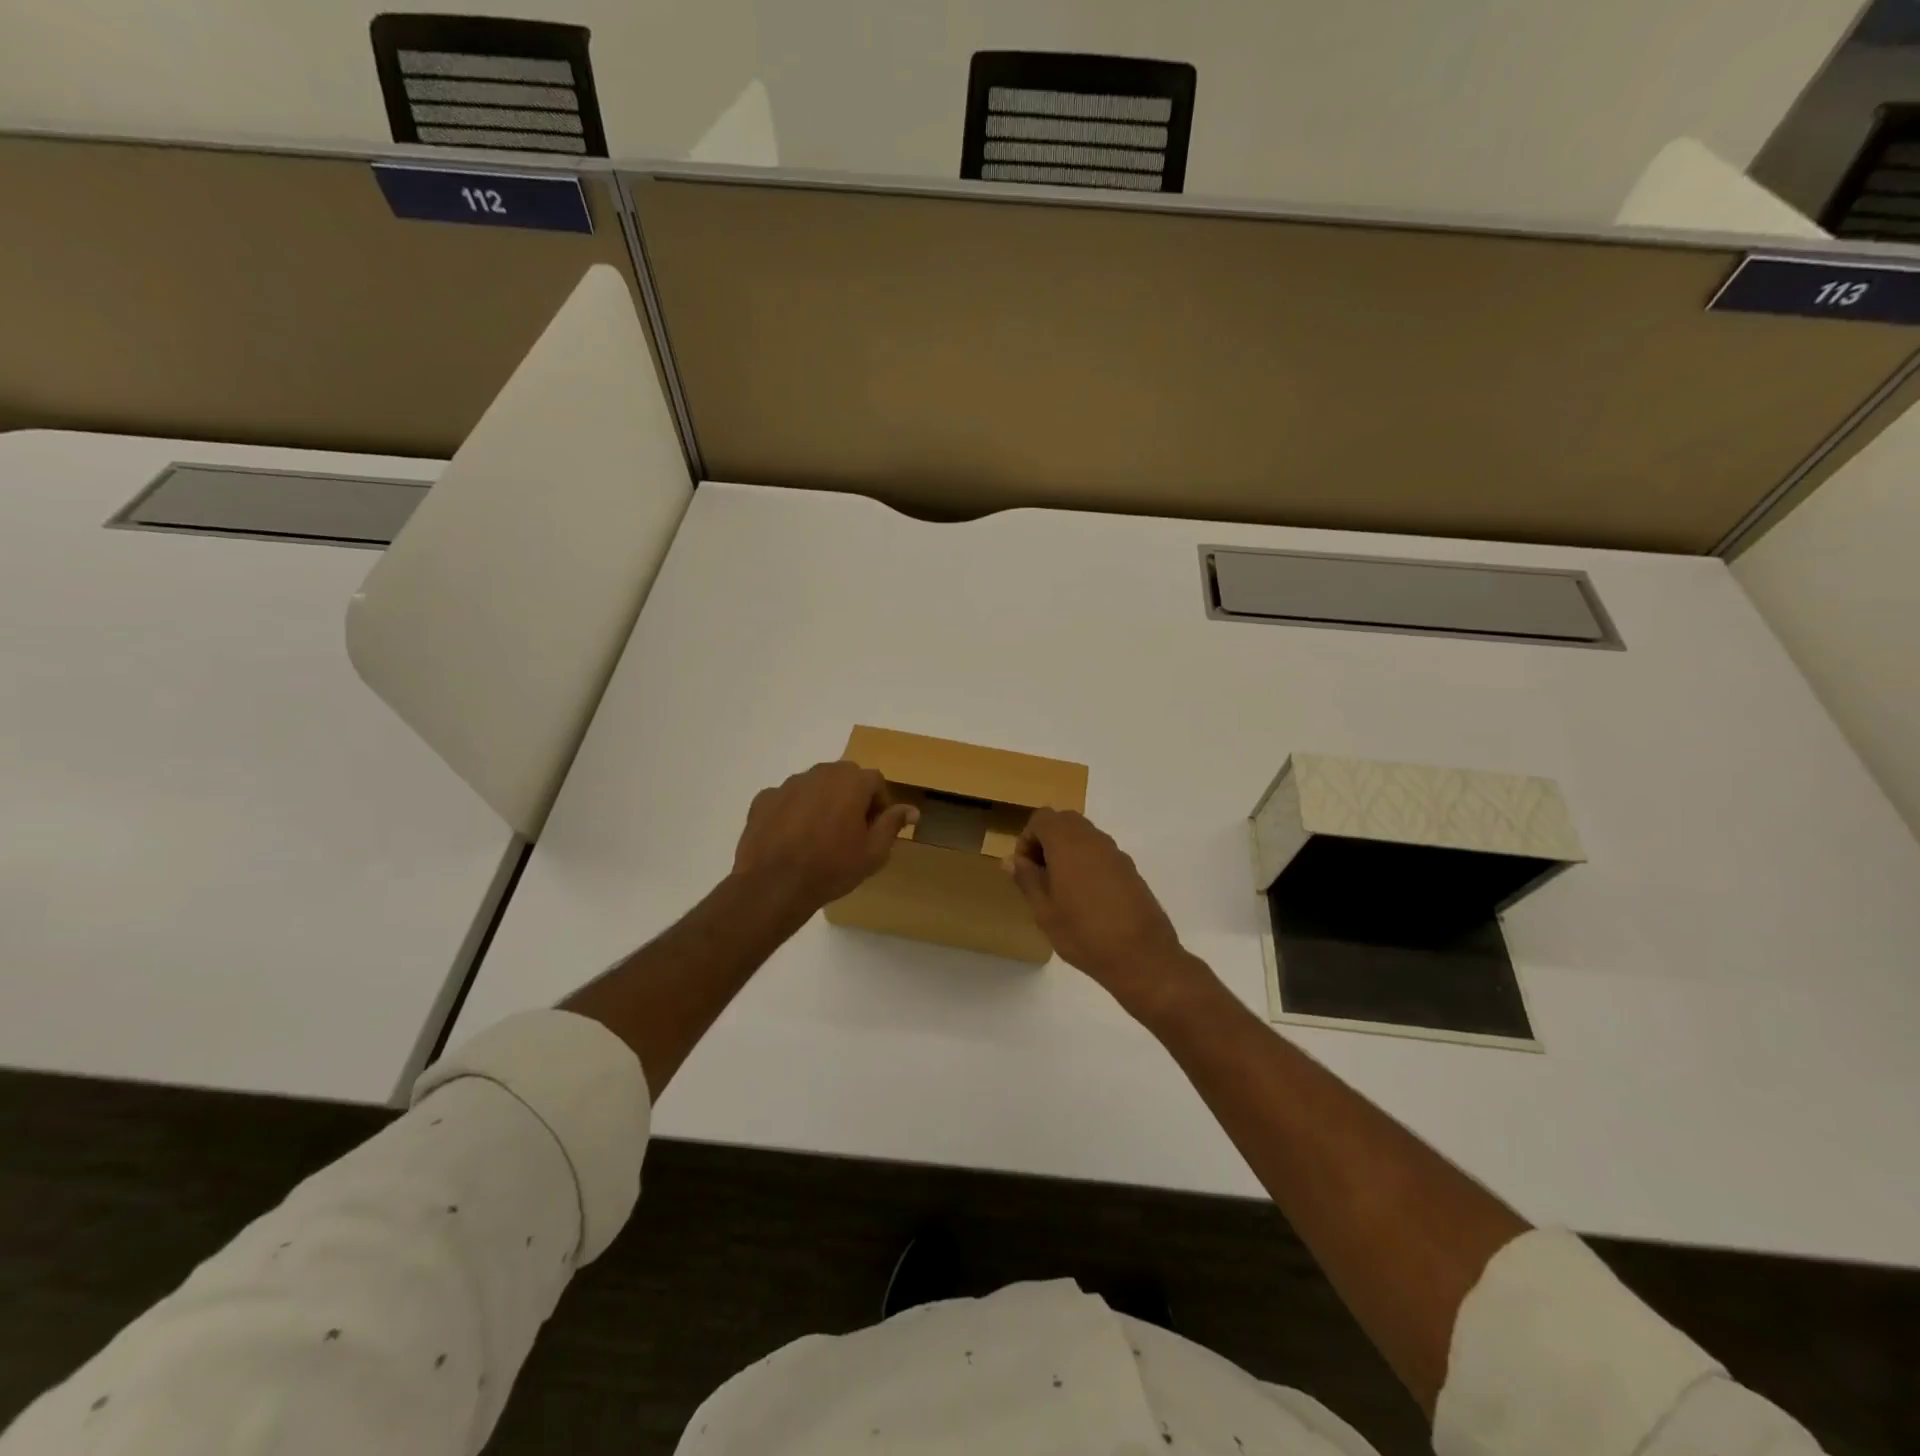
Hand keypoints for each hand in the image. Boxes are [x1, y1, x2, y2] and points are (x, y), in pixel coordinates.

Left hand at [733, 761, 917, 915]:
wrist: (774, 884)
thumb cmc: (832, 868)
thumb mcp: (874, 852)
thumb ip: (893, 824)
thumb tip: (911, 809)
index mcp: (851, 781)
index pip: (875, 781)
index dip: (879, 804)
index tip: (874, 830)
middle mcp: (821, 773)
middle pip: (844, 777)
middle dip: (851, 798)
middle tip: (849, 832)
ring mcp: (789, 784)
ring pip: (814, 786)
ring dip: (822, 802)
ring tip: (819, 836)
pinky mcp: (764, 798)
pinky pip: (787, 799)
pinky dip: (793, 812)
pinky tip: (791, 839)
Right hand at [1007, 809, 1207, 1017]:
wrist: (1142, 956)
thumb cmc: (1084, 934)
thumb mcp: (1045, 912)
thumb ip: (1027, 879)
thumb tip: (1010, 860)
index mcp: (1067, 844)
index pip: (1041, 818)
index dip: (1027, 838)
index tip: (1025, 869)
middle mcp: (1093, 839)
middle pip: (1064, 821)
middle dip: (1047, 841)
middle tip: (1040, 875)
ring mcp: (1115, 852)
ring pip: (1084, 835)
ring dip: (1067, 850)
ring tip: (1061, 889)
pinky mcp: (1130, 868)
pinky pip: (1101, 852)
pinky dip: (1087, 861)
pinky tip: (1087, 898)